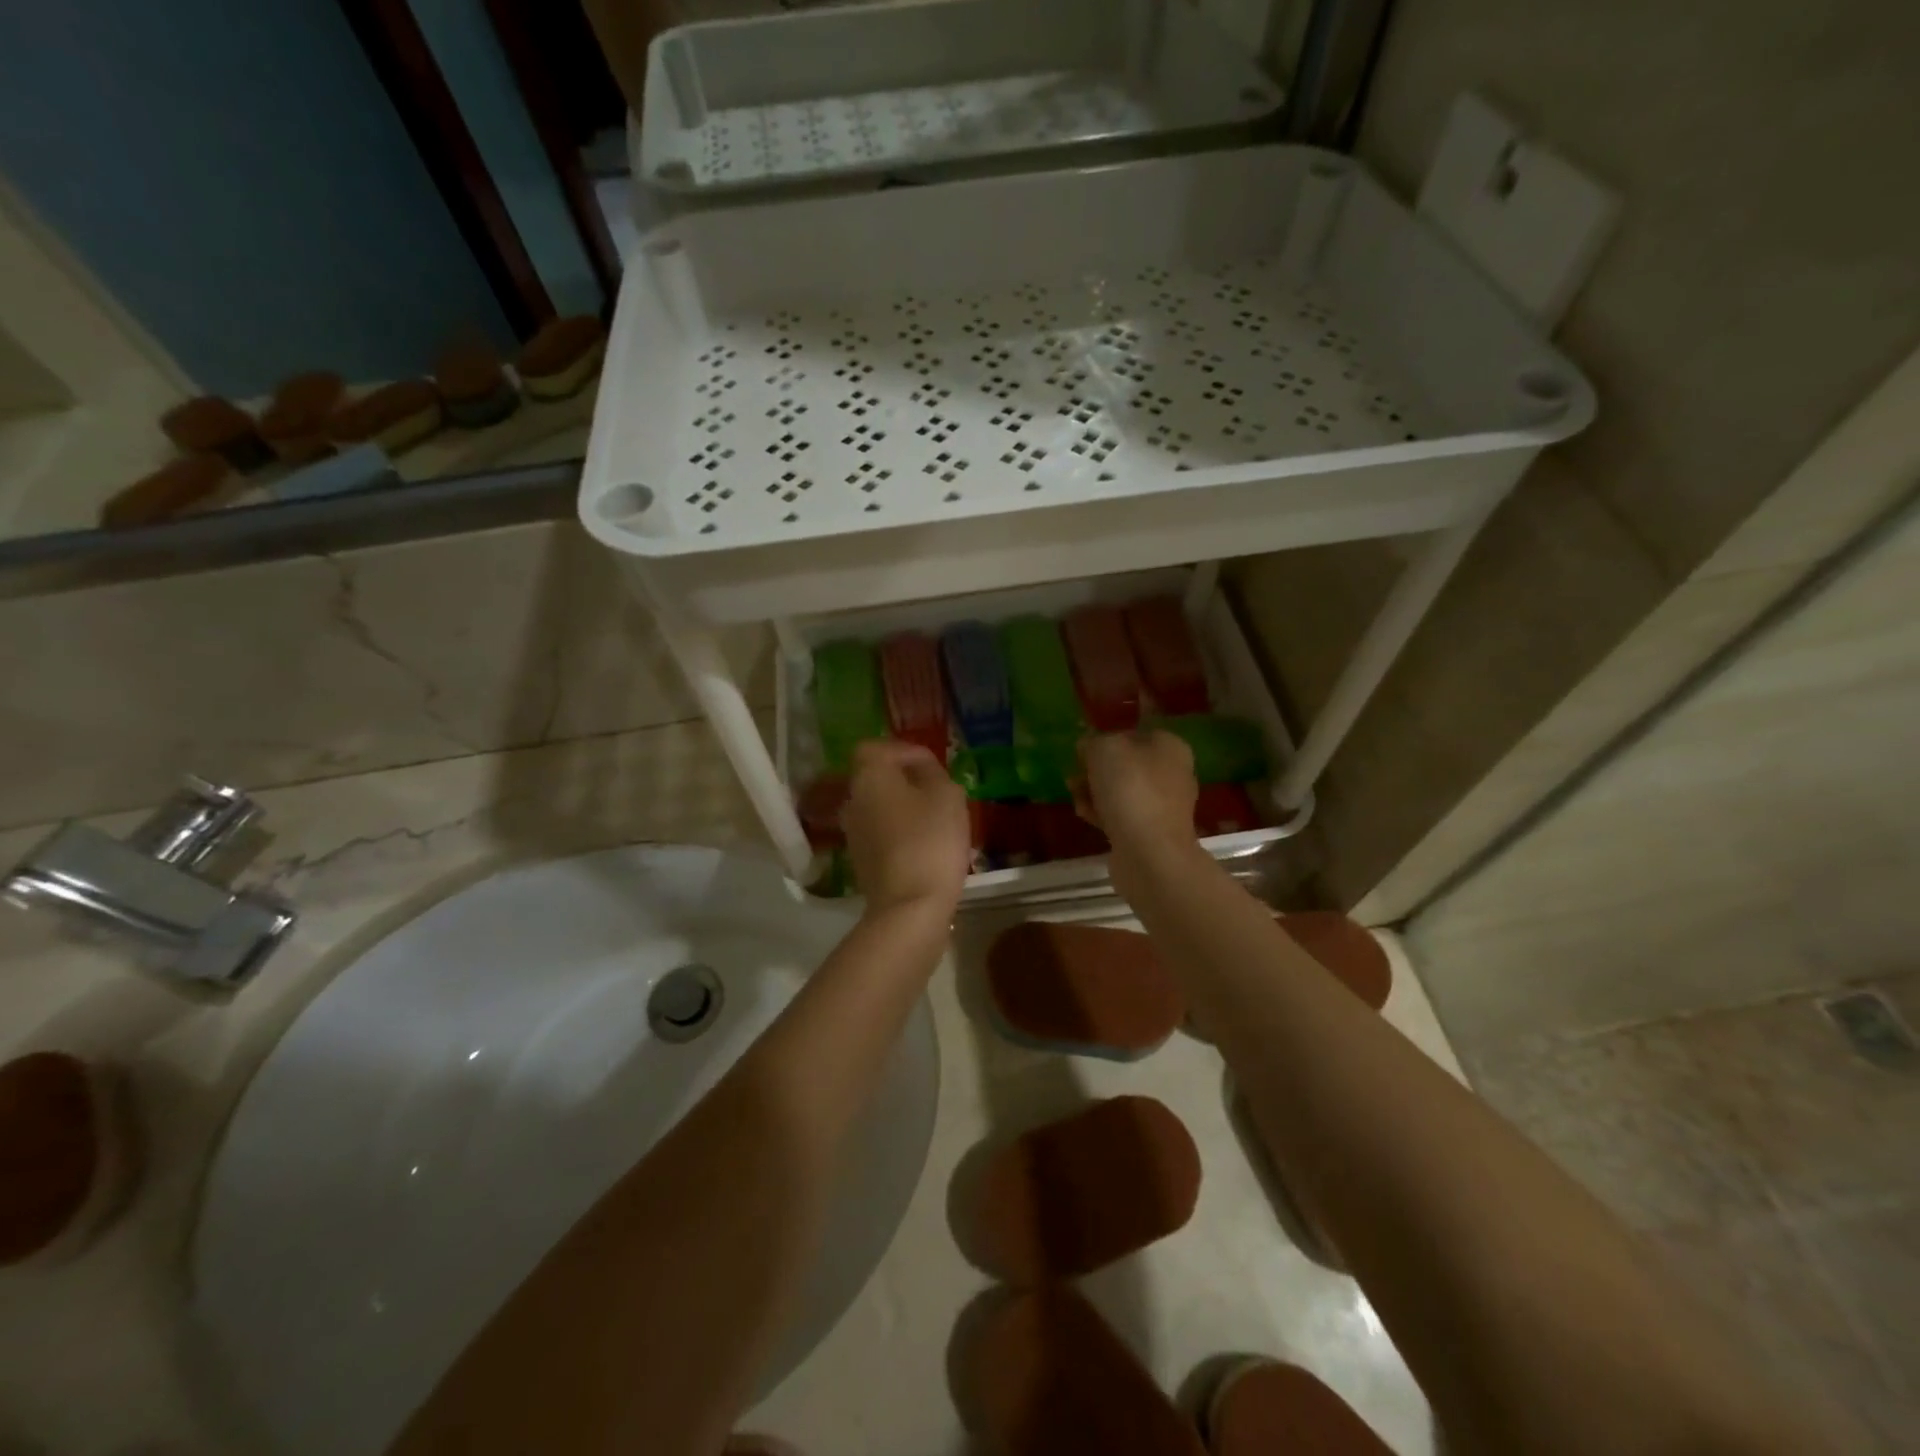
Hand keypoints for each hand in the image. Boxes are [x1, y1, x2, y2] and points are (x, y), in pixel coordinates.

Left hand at [842, 740, 970, 917]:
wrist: (909, 906)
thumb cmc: (930, 840)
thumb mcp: (947, 795)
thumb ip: (933, 772)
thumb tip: (922, 768)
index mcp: (869, 776)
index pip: (875, 747)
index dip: (904, 751)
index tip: (932, 765)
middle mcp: (853, 800)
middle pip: (876, 777)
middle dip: (906, 780)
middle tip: (939, 791)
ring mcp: (853, 833)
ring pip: (879, 806)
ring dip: (905, 807)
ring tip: (937, 819)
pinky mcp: (861, 860)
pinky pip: (881, 832)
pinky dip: (900, 831)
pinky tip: (927, 845)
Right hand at [1075, 730, 1199, 853]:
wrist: (1150, 853)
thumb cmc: (1131, 790)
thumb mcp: (1105, 749)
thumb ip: (1094, 742)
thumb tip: (1089, 747)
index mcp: (1170, 747)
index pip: (1134, 733)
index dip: (1106, 738)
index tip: (1083, 750)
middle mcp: (1173, 774)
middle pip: (1127, 764)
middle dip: (1097, 769)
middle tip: (1076, 774)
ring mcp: (1164, 806)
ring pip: (1122, 791)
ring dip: (1095, 791)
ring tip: (1074, 795)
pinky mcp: (1151, 833)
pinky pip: (1121, 815)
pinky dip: (1102, 813)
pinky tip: (1083, 814)